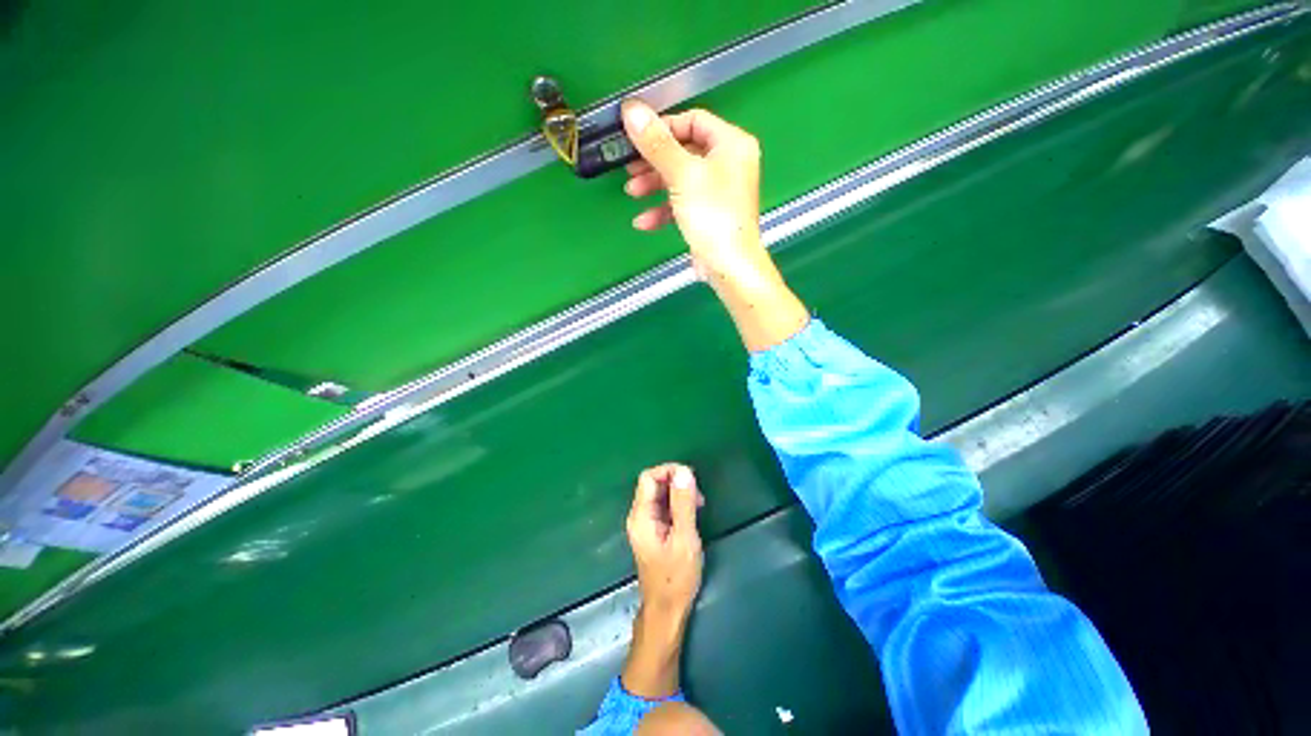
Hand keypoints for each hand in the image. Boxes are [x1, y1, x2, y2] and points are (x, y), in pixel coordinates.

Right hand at [620, 101, 778, 293]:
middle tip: (630, 166)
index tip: (638, 137)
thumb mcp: (682, 175)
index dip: (663, 127)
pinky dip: (663, 210)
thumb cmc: (712, 215)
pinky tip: (644, 221)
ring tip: (632, 192)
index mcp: (731, 145)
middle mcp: (728, 164)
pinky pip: (683, 204)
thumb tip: (631, 109)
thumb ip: (656, 143)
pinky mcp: (709, 215)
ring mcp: (719, 192)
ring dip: (654, 186)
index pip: (693, 121)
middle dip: (654, 162)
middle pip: (684, 152)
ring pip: (681, 179)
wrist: (727, 265)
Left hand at [626, 463, 703, 618]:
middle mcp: (639, 516)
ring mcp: (645, 524)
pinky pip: (663, 507)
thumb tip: (684, 471)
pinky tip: (692, 513)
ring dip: (678, 493)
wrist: (666, 611)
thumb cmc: (676, 577)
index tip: (691, 477)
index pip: (649, 477)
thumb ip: (683, 503)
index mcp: (641, 516)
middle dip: (676, 482)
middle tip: (698, 494)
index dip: (668, 470)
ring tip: (699, 504)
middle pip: (653, 484)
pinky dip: (677, 504)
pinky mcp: (653, 531)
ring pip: (659, 494)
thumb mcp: (685, 538)